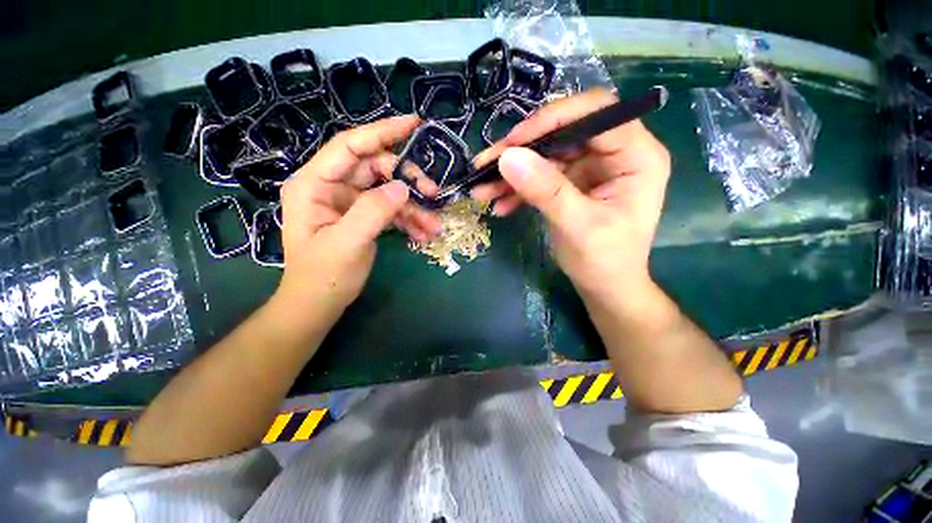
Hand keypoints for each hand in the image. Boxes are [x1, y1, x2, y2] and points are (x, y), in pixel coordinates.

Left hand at [275, 116, 440, 320]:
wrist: (320, 304)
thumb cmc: (324, 276)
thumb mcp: (347, 243)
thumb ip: (373, 211)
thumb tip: (403, 187)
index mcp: (314, 184)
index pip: (350, 146)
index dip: (382, 132)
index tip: (415, 124)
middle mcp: (332, 187)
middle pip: (377, 169)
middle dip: (407, 180)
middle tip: (434, 194)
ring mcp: (350, 202)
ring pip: (388, 191)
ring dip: (413, 207)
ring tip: (433, 226)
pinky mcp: (363, 217)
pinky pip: (390, 210)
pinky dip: (408, 220)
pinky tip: (422, 234)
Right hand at [472, 89, 670, 302]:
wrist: (605, 287)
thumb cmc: (605, 261)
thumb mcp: (578, 227)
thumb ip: (547, 191)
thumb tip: (508, 157)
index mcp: (636, 156)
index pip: (596, 113)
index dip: (552, 120)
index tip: (514, 142)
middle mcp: (614, 154)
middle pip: (563, 132)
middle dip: (522, 150)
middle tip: (486, 164)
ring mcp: (591, 168)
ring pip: (546, 156)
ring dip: (512, 173)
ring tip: (482, 190)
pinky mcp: (572, 183)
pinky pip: (541, 177)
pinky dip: (519, 190)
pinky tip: (501, 205)